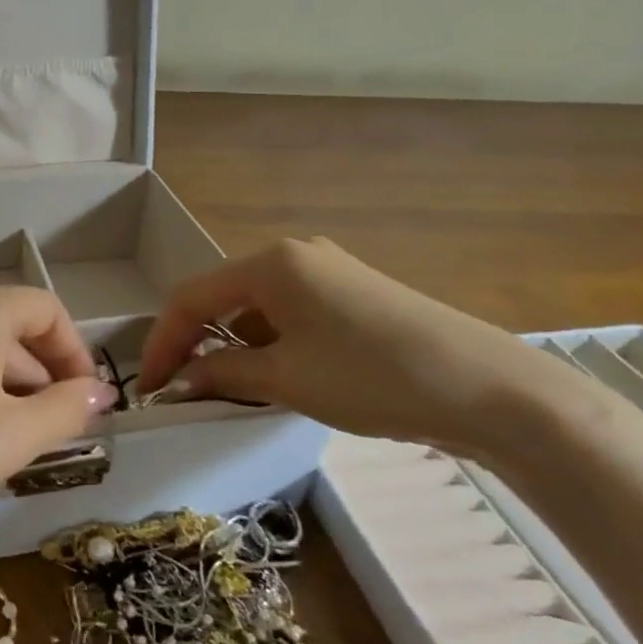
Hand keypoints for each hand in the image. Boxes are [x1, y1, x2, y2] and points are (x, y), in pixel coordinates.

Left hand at [0, 284, 115, 551]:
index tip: (86, 401)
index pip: (45, 310)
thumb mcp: (14, 436)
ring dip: (2, 381)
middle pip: (8, 326)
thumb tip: (98, 392)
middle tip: (50, 429)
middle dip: (38, 374)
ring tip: (6, 437)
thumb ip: (68, 408)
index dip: (74, 353)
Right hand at [137, 237, 575, 459]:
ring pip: (258, 306)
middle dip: (196, 342)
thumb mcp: (287, 379)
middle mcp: (294, 254)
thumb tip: (180, 383)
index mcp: (269, 263)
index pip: (190, 298)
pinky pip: (292, 311)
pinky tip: (280, 374)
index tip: (150, 389)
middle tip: (182, 388)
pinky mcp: (356, 292)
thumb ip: (222, 374)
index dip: (162, 343)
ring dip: (235, 345)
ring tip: (229, 389)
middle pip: (222, 296)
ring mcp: (329, 270)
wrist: (492, 389)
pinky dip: (272, 341)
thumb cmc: (373, 377)